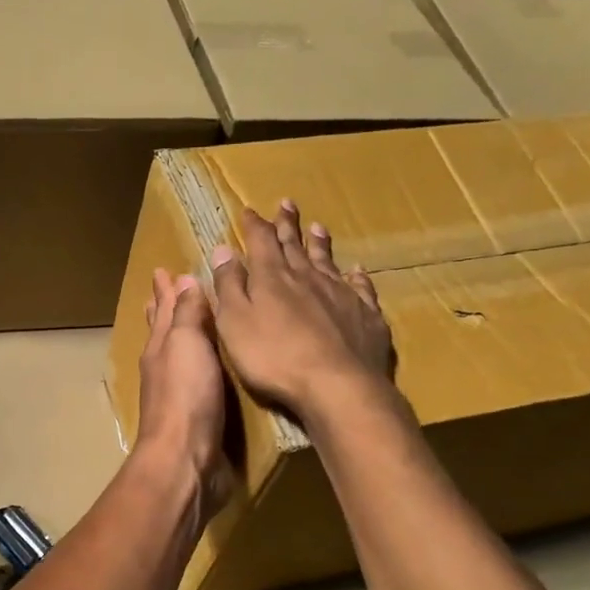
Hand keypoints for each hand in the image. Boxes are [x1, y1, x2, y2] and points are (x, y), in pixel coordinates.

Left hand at [134, 268, 231, 518]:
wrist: (186, 460)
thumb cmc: (186, 396)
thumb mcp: (186, 344)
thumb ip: (186, 314)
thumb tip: (182, 279)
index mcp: (161, 347)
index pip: (161, 310)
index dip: (164, 290)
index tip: (163, 269)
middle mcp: (166, 368)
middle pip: (164, 331)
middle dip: (165, 309)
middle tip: (165, 289)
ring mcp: (180, 394)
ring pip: (182, 356)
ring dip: (186, 336)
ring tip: (195, 323)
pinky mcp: (199, 418)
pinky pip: (202, 382)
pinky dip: (206, 367)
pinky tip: (217, 369)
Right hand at [210, 200, 395, 423]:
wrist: (336, 385)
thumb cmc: (273, 357)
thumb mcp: (235, 322)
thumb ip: (229, 285)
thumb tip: (223, 249)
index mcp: (272, 278)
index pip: (261, 242)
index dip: (254, 225)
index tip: (249, 210)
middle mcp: (307, 277)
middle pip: (295, 245)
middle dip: (287, 225)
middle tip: (286, 204)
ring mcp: (340, 294)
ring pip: (327, 261)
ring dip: (320, 243)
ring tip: (317, 227)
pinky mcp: (366, 315)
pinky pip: (361, 288)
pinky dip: (357, 277)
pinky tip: (357, 271)